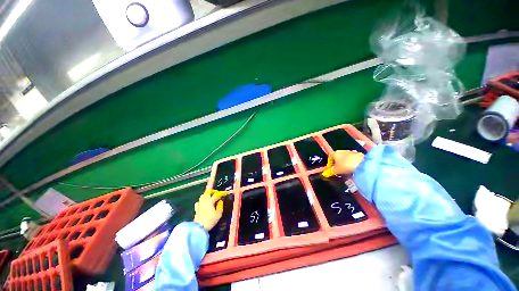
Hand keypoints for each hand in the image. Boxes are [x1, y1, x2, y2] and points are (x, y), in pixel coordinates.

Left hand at [193, 190, 227, 230]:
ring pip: (202, 196)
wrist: (199, 227)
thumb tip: (220, 202)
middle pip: (207, 193)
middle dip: (212, 191)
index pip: (216, 195)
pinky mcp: (196, 209)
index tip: (224, 193)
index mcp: (210, 201)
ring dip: (206, 195)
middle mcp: (204, 201)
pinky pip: (198, 202)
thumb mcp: (218, 214)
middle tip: (215, 193)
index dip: (221, 193)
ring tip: (210, 197)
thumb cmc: (210, 220)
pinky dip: (201, 201)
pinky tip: (203, 204)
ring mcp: (200, 204)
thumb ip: (220, 206)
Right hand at [322, 150, 364, 177]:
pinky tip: (353, 169)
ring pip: (345, 158)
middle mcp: (342, 151)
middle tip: (338, 170)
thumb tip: (330, 171)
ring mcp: (350, 152)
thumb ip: (332, 170)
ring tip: (346, 171)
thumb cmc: (345, 166)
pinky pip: (352, 159)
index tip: (331, 168)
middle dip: (337, 163)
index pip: (329, 156)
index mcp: (335, 153)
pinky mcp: (358, 155)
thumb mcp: (336, 170)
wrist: (362, 164)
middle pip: (337, 157)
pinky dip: (351, 163)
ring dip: (344, 163)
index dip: (329, 163)